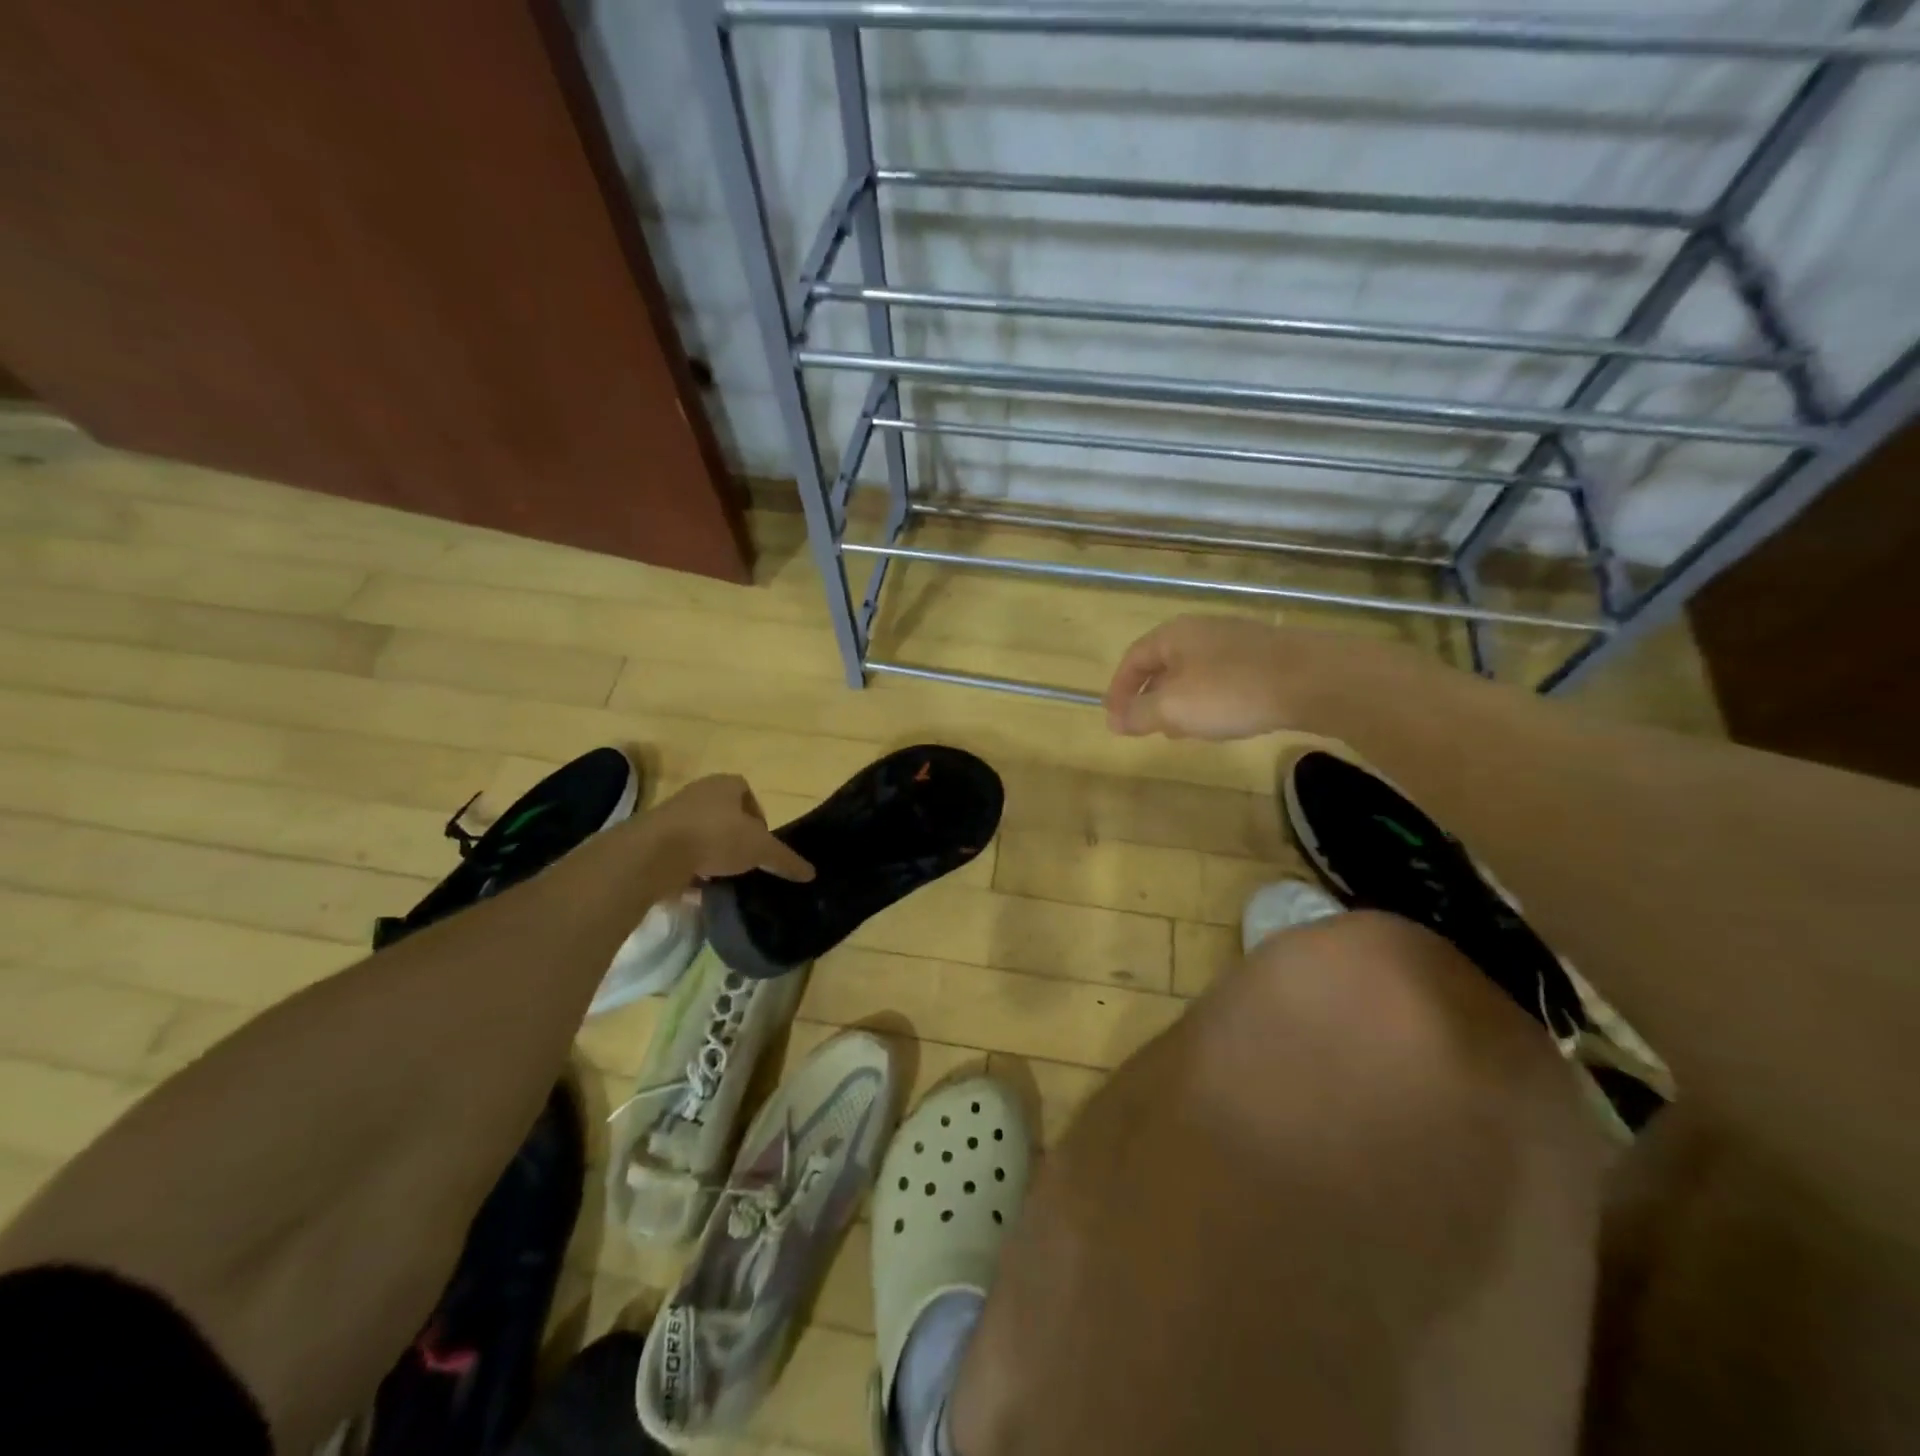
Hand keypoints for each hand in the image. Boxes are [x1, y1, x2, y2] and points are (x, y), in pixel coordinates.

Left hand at [641, 775, 814, 882]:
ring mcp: (672, 816)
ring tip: (724, 878)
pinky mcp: (654, 840)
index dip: (759, 818)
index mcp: (725, 785)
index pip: (748, 795)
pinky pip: (681, 854)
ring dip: (713, 855)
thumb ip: (785, 860)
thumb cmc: (715, 836)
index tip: (763, 844)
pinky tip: (700, 889)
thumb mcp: (760, 849)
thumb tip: (811, 873)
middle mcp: (698, 794)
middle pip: (725, 815)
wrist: (654, 854)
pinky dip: (691, 870)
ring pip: (702, 835)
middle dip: (736, 838)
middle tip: (746, 862)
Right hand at [1103, 615, 1296, 739]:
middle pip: (1162, 664)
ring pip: (1193, 673)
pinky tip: (1218, 722)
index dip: (1119, 691)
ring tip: (1179, 731)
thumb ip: (1139, 714)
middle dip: (1149, 697)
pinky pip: (1221, 679)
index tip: (1114, 720)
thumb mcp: (1173, 708)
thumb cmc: (1229, 691)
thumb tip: (1115, 721)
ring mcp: (1235, 642)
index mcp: (1173, 636)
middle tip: (1143, 726)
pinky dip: (1207, 701)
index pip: (1132, 660)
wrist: (1312, 680)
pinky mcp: (1263, 658)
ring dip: (1179, 702)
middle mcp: (1201, 631)